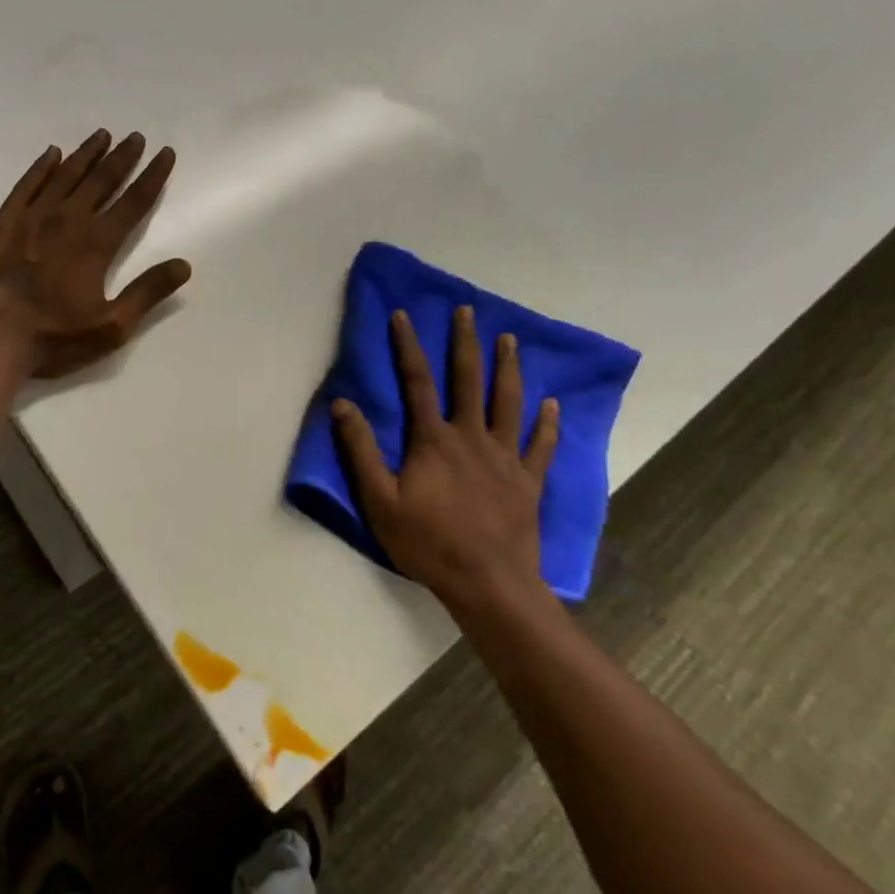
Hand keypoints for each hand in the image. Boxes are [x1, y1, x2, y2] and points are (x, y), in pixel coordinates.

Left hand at [0, 129, 192, 378]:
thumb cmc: (52, 339)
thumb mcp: (110, 327)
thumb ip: (147, 293)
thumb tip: (183, 265)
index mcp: (96, 244)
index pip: (133, 202)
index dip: (152, 176)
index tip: (165, 154)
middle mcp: (66, 220)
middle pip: (101, 180)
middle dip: (122, 157)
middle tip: (136, 137)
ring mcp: (30, 218)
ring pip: (65, 176)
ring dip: (86, 154)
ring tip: (102, 135)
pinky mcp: (2, 223)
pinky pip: (26, 185)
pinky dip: (41, 168)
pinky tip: (51, 155)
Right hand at [332, 306, 559, 614]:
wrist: (488, 582)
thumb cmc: (428, 542)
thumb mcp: (379, 500)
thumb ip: (360, 451)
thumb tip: (342, 404)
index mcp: (433, 440)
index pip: (417, 382)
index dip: (408, 347)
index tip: (404, 315)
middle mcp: (471, 437)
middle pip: (468, 380)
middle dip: (465, 342)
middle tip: (468, 311)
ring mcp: (504, 458)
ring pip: (508, 402)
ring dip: (508, 368)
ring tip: (510, 340)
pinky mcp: (528, 481)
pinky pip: (540, 445)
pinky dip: (547, 423)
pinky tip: (552, 404)